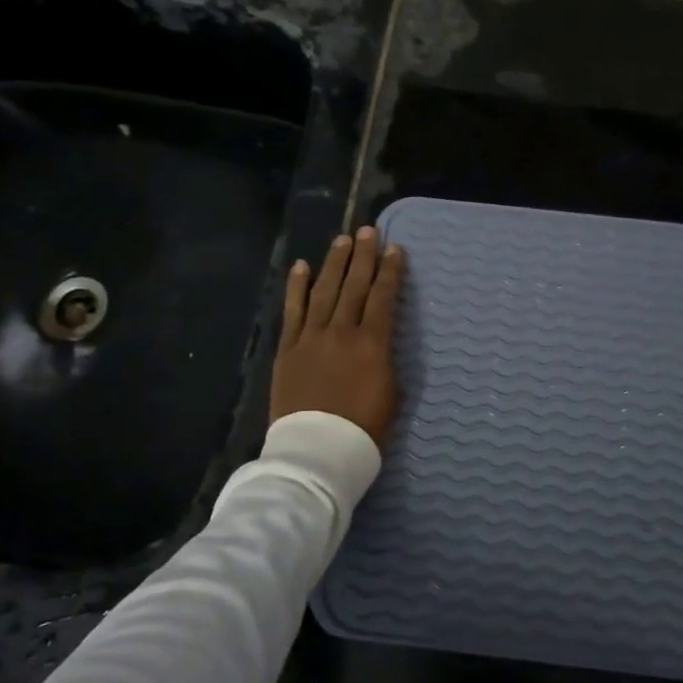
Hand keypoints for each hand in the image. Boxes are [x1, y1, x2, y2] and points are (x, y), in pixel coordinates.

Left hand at [269, 226, 405, 445]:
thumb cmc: (364, 429)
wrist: (317, 451)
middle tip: (368, 231)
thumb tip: (379, 341)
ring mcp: (311, 337)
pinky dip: (297, 286)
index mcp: (372, 343)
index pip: (383, 297)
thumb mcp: (392, 394)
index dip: (390, 271)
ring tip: (342, 240)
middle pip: (354, 285)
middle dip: (363, 256)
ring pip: (324, 290)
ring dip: (334, 263)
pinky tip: (301, 266)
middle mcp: (342, 331)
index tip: (395, 249)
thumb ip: (386, 360)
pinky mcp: (288, 348)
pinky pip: (293, 310)